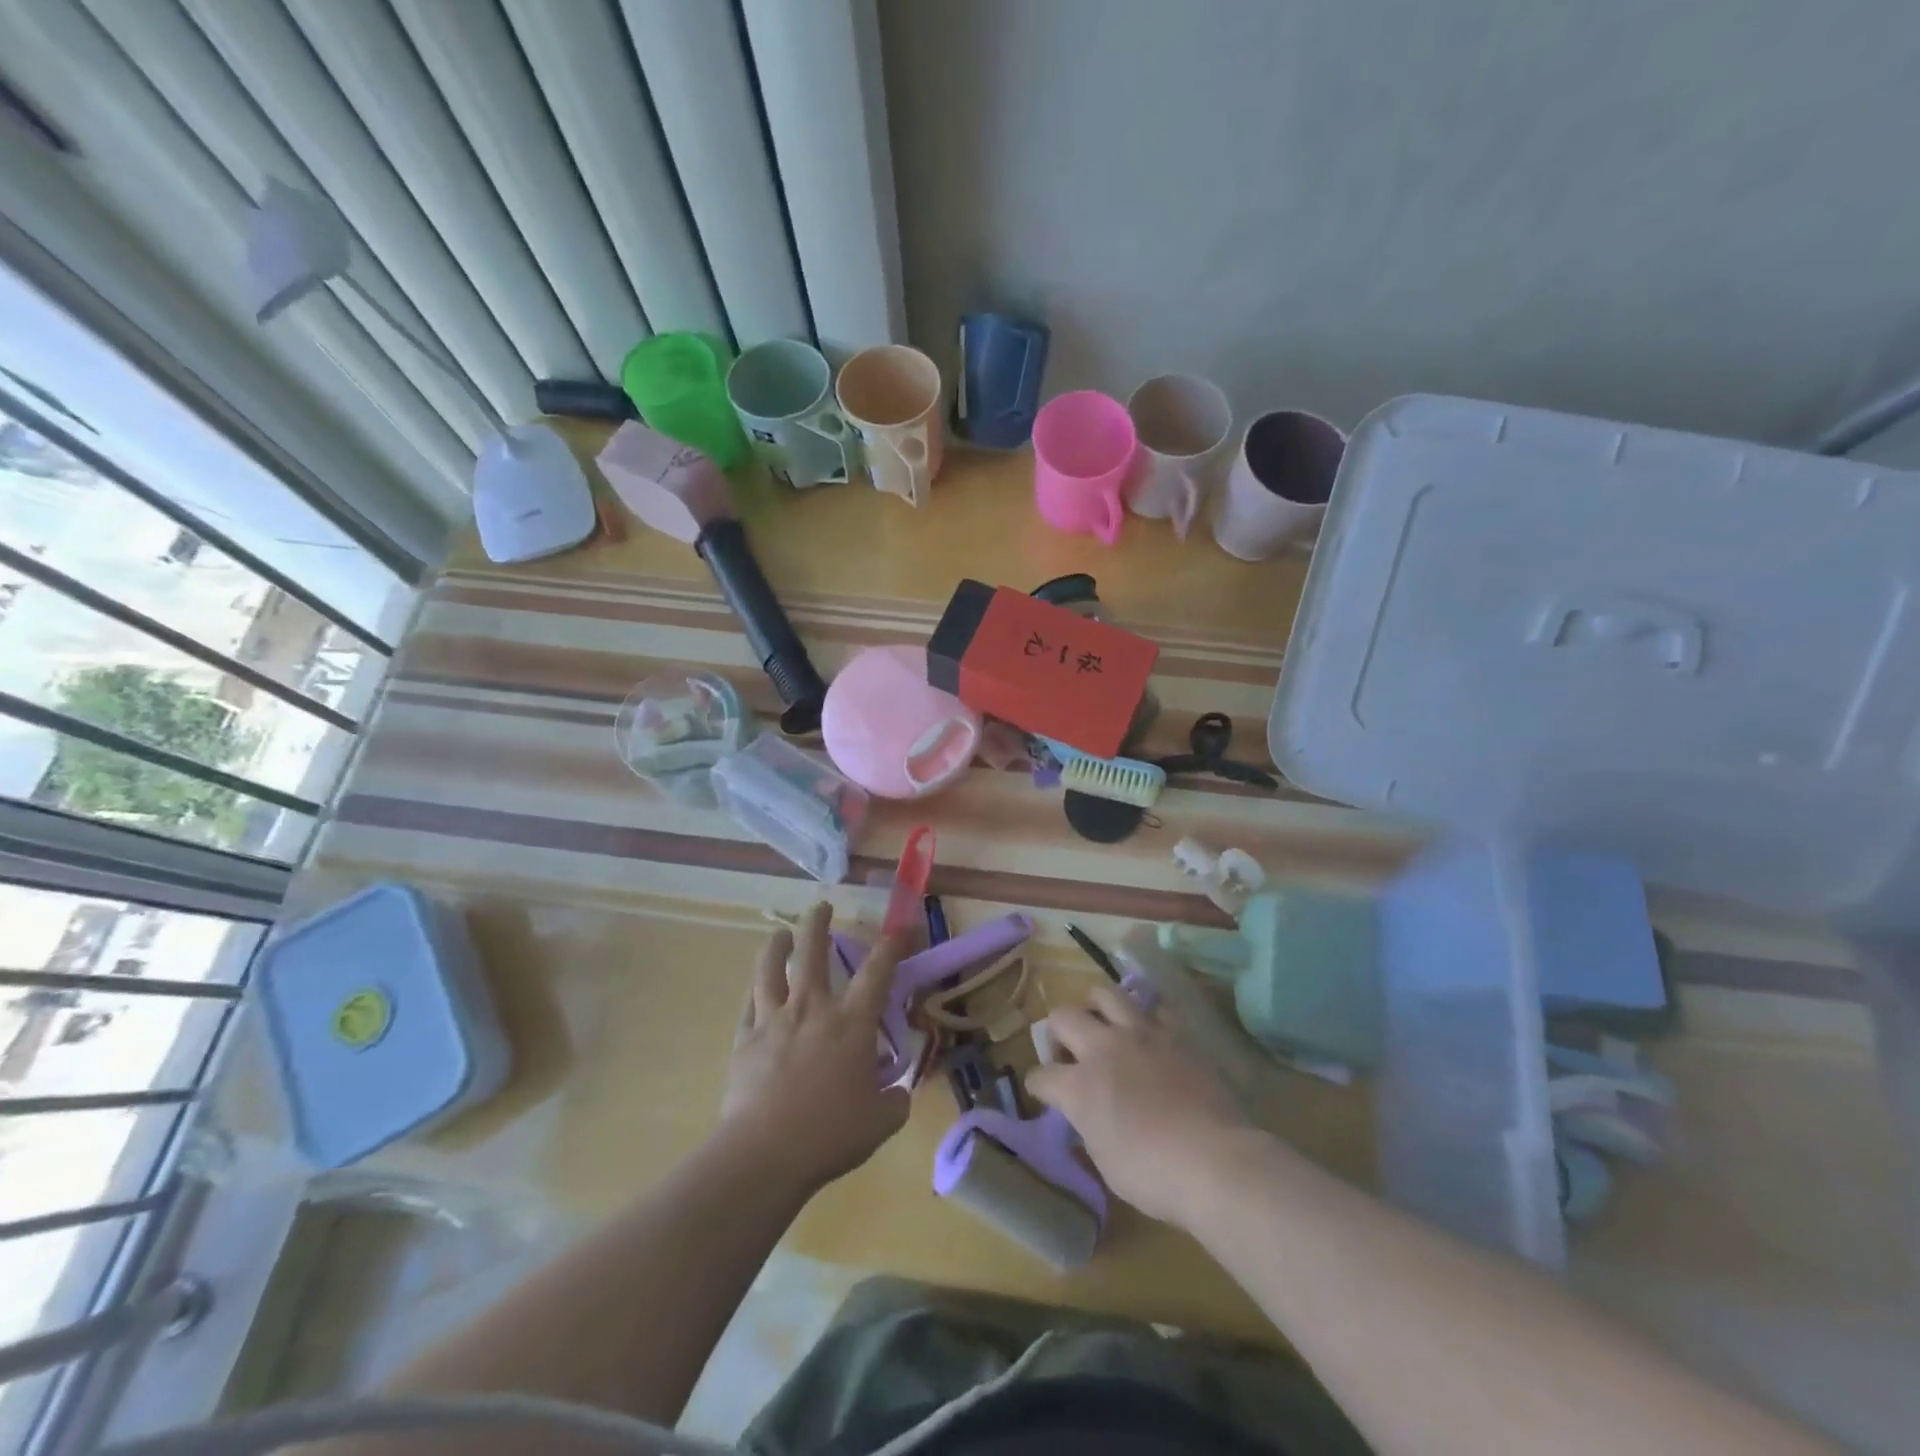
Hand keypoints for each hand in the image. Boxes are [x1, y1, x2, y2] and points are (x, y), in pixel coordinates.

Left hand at [720, 903, 908, 1194]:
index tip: (900, 926)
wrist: (765, 1153)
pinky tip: (756, 988)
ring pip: (771, 968)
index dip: (892, 944)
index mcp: (851, 1023)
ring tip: (779, 934)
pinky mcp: (744, 1039)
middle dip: (818, 923)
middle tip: (822, 907)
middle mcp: (813, 1008)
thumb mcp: (881, 1121)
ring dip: (776, 946)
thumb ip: (895, 1100)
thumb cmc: (831, 1134)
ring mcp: (773, 1020)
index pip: (877, 970)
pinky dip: (755, 991)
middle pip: (813, 951)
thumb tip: (897, 1093)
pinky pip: (749, 1004)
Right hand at [1028, 984, 1248, 1227]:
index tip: (1043, 1093)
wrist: (1214, 1160)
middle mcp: (1102, 1049)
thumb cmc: (1153, 1175)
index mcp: (1078, 1087)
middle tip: (1069, 1051)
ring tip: (1102, 1023)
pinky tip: (1148, 1031)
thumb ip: (1088, 1130)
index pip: (1041, 1076)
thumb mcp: (1105, 1164)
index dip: (1038, 1085)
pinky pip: (1153, 1007)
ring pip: (1104, 993)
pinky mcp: (1174, 1033)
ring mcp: (1139, 1034)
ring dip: (1095, 1005)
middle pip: (1063, 1017)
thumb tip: (1085, 1119)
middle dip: (1057, 1032)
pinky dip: (1145, 1015)